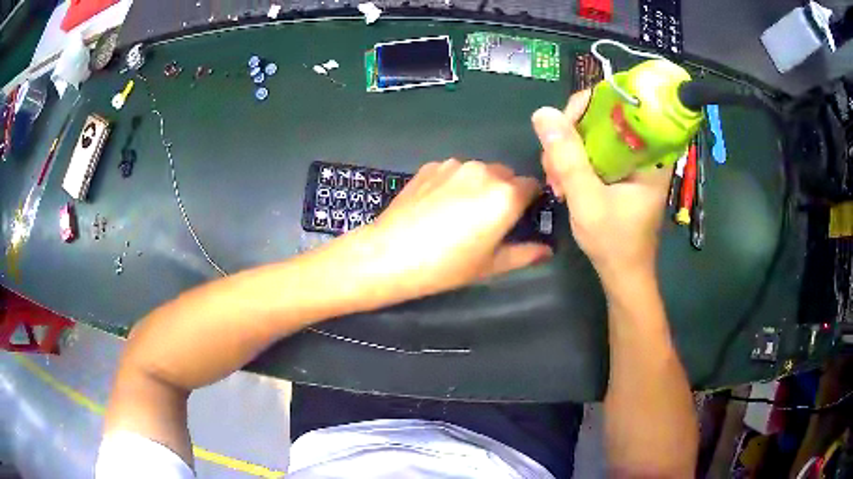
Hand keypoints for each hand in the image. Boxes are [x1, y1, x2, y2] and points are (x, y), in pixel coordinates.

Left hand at [345, 159, 551, 305]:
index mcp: (505, 194)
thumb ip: (525, 254)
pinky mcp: (430, 166)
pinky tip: (438, 207)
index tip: (521, 218)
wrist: (390, 253)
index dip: (530, 201)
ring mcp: (454, 165)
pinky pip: (454, 171)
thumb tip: (547, 250)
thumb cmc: (447, 265)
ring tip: (459, 214)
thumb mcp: (491, 265)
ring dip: (479, 186)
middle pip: (506, 176)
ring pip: (479, 171)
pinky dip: (455, 183)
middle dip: (505, 193)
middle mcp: (483, 171)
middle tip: (489, 221)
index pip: (532, 185)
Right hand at [531, 91, 671, 281]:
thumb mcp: (587, 200)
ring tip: (556, 182)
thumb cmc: (614, 243)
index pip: (618, 104)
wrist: (624, 275)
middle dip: (571, 137)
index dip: (585, 108)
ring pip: (593, 135)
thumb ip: (567, 158)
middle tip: (553, 167)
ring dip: (568, 152)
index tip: (561, 132)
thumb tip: (543, 113)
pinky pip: (594, 151)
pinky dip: (575, 162)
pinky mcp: (621, 171)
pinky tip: (563, 183)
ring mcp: (631, 161)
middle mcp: (643, 150)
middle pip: (602, 117)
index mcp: (650, 153)